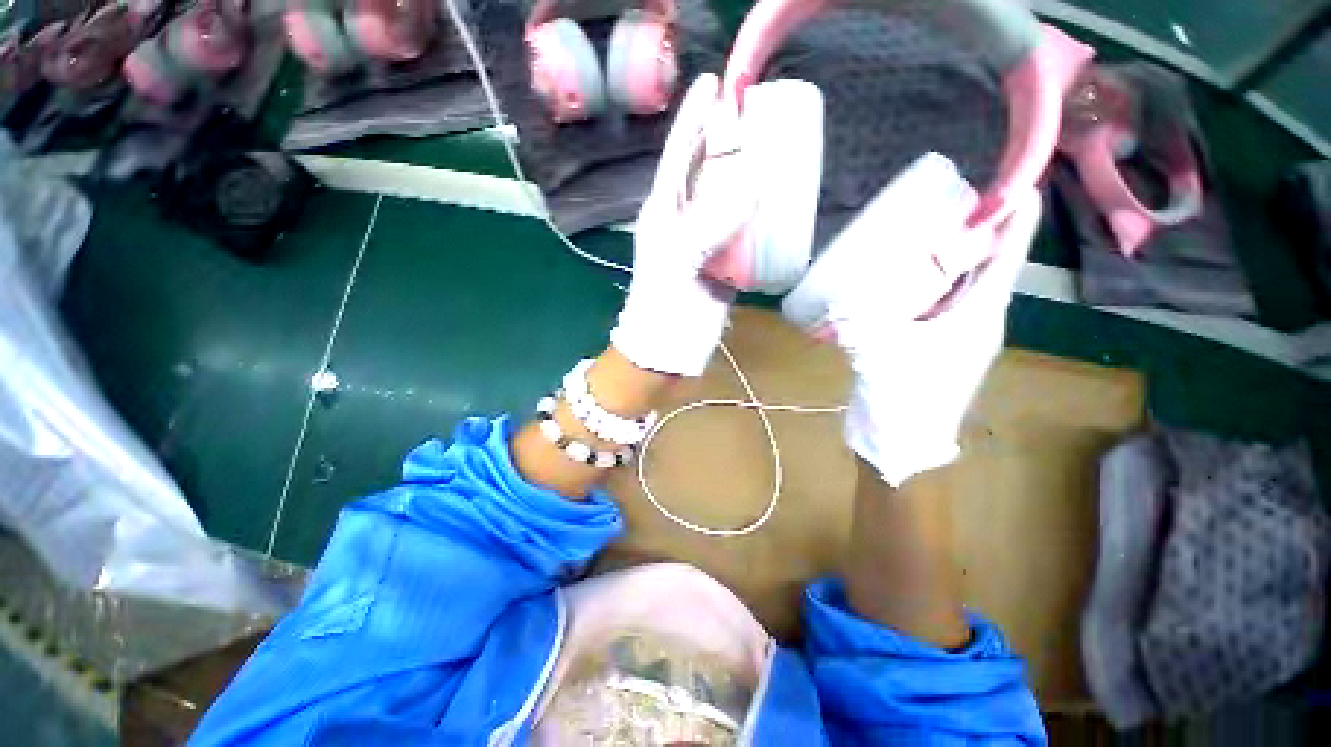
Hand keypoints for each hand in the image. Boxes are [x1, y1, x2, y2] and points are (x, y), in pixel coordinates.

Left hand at [610, 74, 749, 376]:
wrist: (666, 352)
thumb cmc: (661, 309)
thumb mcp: (677, 263)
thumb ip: (708, 226)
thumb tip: (751, 186)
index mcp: (664, 215)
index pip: (680, 157)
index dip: (695, 120)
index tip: (714, 84)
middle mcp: (683, 224)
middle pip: (706, 174)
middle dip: (726, 142)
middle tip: (754, 114)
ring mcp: (704, 245)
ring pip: (727, 202)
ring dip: (747, 178)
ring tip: (773, 151)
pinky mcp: (722, 266)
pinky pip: (742, 233)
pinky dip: (759, 218)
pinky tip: (777, 205)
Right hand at [828, 156, 1042, 485]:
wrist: (901, 441)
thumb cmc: (904, 398)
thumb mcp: (880, 353)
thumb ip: (858, 321)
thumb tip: (836, 297)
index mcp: (977, 319)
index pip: (1004, 262)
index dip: (1015, 224)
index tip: (1023, 186)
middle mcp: (976, 323)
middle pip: (988, 270)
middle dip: (984, 235)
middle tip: (966, 200)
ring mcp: (957, 336)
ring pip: (966, 288)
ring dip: (959, 259)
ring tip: (942, 231)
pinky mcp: (937, 346)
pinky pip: (943, 304)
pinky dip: (935, 284)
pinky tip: (912, 276)